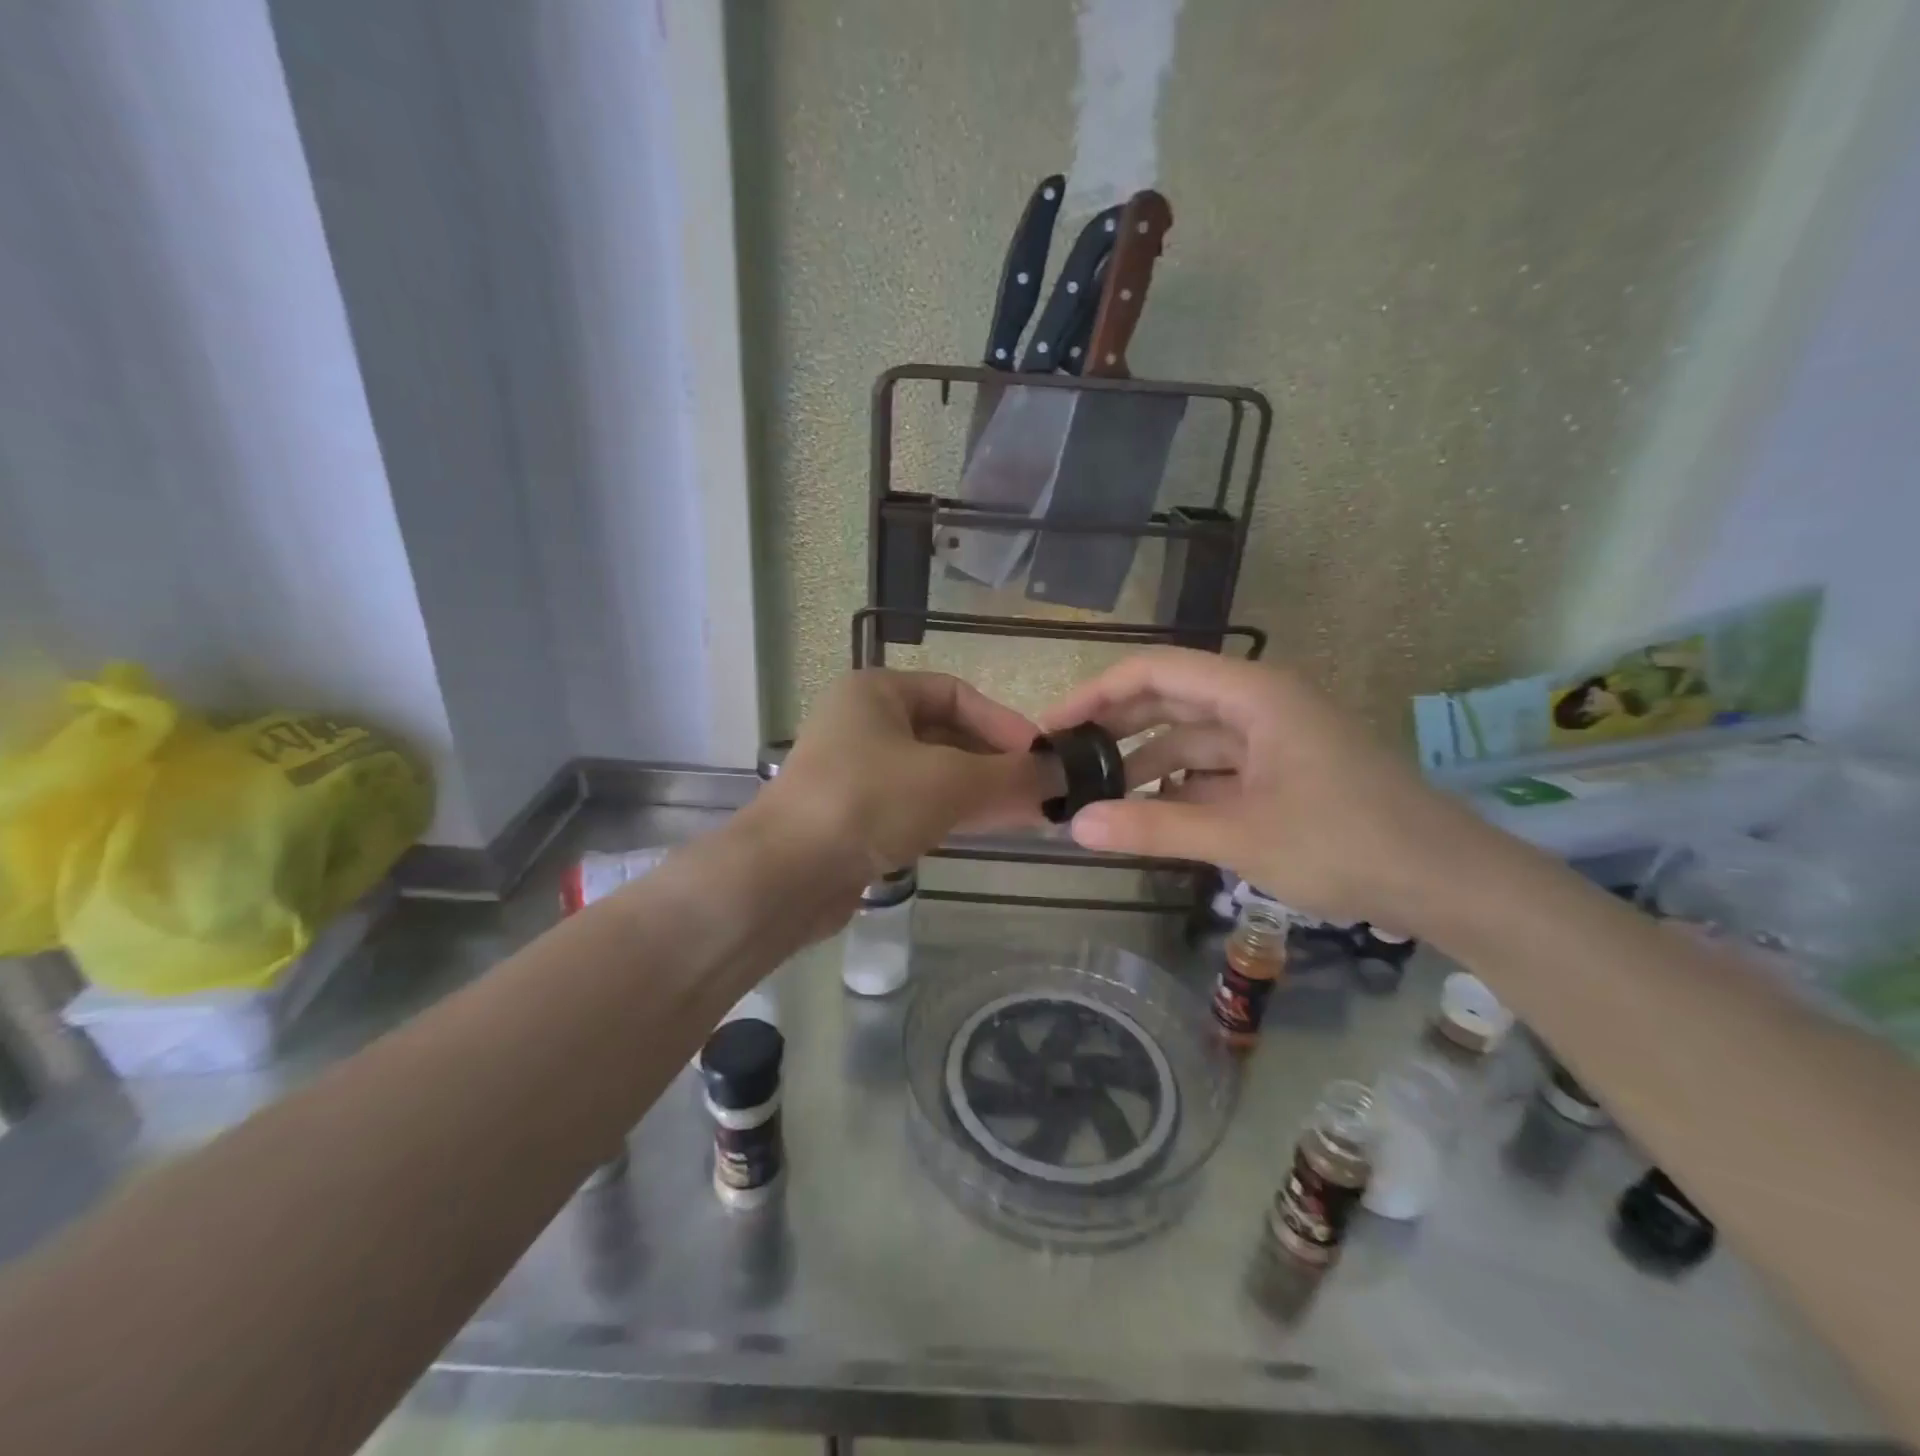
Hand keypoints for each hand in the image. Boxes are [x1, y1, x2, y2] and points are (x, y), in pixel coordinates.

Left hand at [757, 669, 1047, 886]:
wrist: (786, 875)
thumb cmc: (869, 802)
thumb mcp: (950, 781)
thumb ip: (1011, 775)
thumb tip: (1065, 774)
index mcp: (877, 692)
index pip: (956, 694)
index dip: (1004, 723)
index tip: (1043, 756)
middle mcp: (863, 723)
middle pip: (946, 735)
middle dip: (996, 763)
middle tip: (1043, 791)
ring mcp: (856, 772)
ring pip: (933, 773)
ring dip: (980, 791)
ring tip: (1031, 813)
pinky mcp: (854, 815)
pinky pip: (914, 804)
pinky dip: (953, 813)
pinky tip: (991, 828)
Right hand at [1040, 648, 1478, 929]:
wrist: (1449, 882)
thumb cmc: (1347, 844)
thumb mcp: (1240, 837)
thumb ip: (1154, 827)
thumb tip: (1074, 826)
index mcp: (1252, 693)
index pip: (1154, 671)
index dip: (1096, 694)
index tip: (1053, 728)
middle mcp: (1259, 702)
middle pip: (1169, 699)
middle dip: (1115, 728)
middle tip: (1064, 762)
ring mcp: (1273, 737)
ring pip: (1191, 737)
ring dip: (1145, 762)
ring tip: (1097, 796)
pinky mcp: (1283, 770)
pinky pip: (1215, 768)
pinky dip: (1180, 787)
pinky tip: (1151, 814)